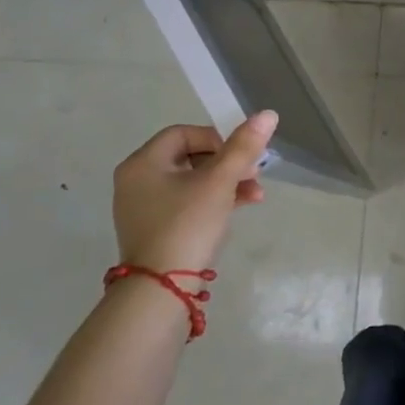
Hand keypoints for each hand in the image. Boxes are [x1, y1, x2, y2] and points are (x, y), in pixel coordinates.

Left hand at [111, 112, 277, 271]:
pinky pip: (186, 202)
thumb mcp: (220, 181)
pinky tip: (241, 206)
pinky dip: (212, 200)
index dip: (217, 139)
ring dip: (227, 182)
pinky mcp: (154, 228)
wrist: (161, 290)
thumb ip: (244, 146)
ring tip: (256, 194)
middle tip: (254, 173)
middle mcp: (137, 180)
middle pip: (190, 156)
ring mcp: (143, 207)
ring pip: (192, 181)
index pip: (185, 133)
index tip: (239, 157)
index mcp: (143, 163)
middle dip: (228, 163)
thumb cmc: (188, 225)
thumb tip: (268, 114)